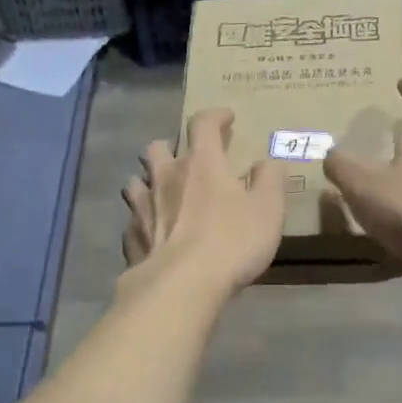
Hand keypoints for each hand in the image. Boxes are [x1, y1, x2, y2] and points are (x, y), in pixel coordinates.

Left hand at [121, 109, 285, 299]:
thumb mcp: (268, 209)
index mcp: (201, 164)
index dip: (214, 116)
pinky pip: (132, 220)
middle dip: (171, 147)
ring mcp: (143, 207)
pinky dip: (141, 220)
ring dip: (148, 181)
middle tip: (185, 159)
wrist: (181, 285)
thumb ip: (270, 180)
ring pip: (136, 181)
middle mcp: (166, 177)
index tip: (225, 118)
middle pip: (158, 148)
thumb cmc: (231, 242)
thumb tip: (268, 162)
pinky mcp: (131, 237)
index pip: (203, 124)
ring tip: (161, 193)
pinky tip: (151, 232)